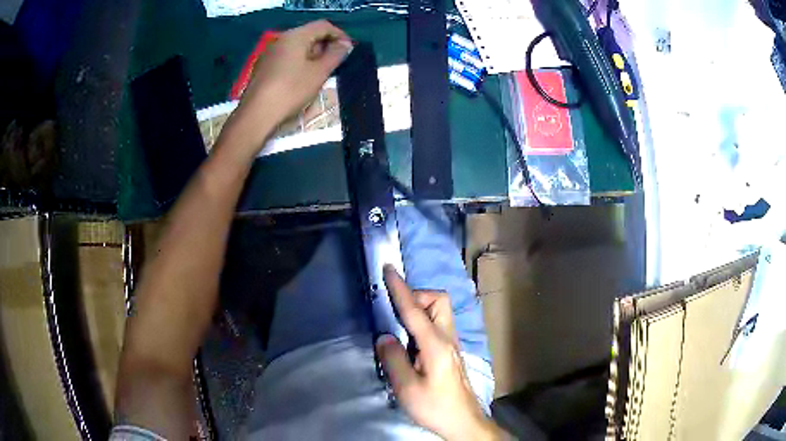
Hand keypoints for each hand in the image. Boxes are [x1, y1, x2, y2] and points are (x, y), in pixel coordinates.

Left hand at [220, 20, 352, 156]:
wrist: (257, 114)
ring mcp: (270, 53)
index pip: (323, 26)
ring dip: (313, 54)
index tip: (349, 49)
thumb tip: (345, 44)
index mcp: (295, 36)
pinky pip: (287, 57)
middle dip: (326, 45)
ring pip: (297, 46)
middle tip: (337, 62)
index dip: (339, 34)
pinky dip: (299, 62)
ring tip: (322, 72)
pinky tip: (303, 78)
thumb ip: (335, 55)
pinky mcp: (264, 67)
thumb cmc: (291, 90)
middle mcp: (281, 39)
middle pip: (309, 34)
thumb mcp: (319, 73)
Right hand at [376, 266, 502, 440]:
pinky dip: (423, 322)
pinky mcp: (451, 353)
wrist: (463, 421)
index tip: (389, 269)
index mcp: (436, 345)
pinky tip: (410, 343)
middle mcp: (447, 339)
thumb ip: (393, 360)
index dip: (400, 288)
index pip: (415, 310)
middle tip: (395, 312)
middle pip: (439, 301)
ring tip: (399, 327)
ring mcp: (452, 345)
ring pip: (440, 312)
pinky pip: (438, 325)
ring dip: (421, 309)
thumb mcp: (407, 388)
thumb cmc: (435, 407)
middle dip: (417, 296)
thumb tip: (384, 337)